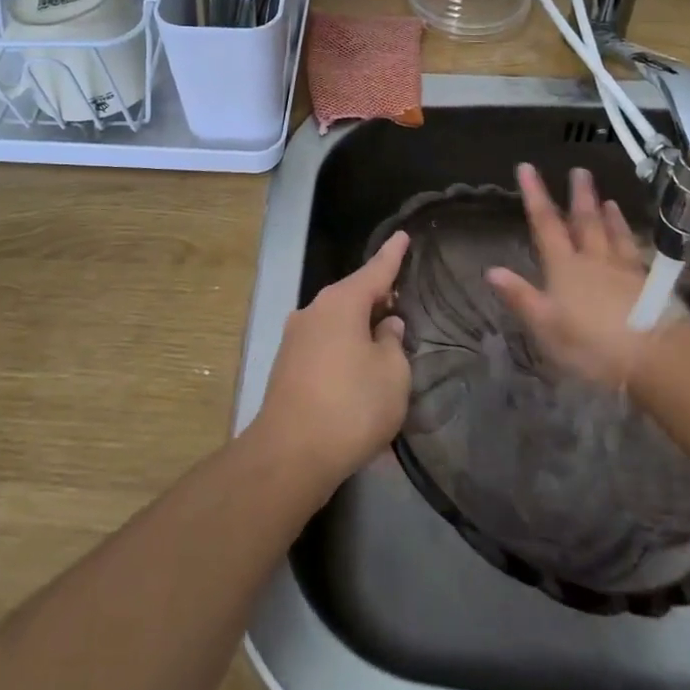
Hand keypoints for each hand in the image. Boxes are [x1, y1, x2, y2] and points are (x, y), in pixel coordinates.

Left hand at [254, 230, 411, 492]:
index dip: (392, 255)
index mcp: (340, 303)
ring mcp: (294, 338)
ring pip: (336, 322)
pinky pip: (324, 346)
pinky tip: (357, 370)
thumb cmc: (351, 406)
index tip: (403, 235)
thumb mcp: (392, 374)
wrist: (290, 454)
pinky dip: (344, 349)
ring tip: (383, 341)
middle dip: (376, 297)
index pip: (375, 271)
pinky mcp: (287, 366)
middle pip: (352, 296)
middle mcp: (313, 311)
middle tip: (401, 301)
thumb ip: (393, 344)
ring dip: (359, 327)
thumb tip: (385, 327)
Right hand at [487, 163, 684, 387]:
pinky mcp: (650, 287)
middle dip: (579, 196)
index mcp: (565, 268)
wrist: (657, 356)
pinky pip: (636, 253)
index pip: (546, 225)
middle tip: (579, 171)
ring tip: (607, 198)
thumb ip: (520, 296)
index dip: (535, 196)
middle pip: (585, 222)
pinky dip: (631, 238)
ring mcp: (625, 271)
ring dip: (608, 215)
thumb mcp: (546, 326)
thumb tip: (491, 269)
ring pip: (614, 234)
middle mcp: (594, 261)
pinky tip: (634, 236)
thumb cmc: (592, 344)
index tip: (526, 168)